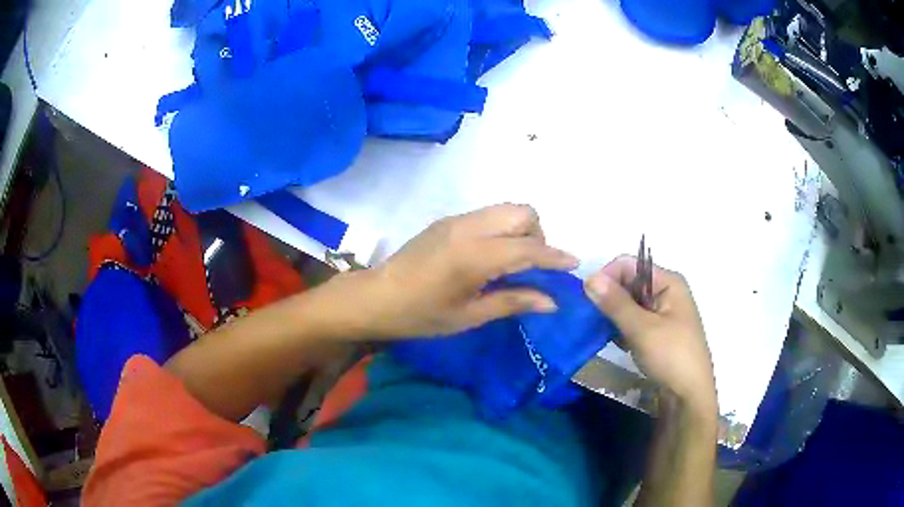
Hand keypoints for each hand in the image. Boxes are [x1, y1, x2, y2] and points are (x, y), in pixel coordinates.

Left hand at [344, 204, 577, 338]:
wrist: (376, 297)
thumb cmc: (420, 315)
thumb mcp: (469, 316)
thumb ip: (513, 302)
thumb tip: (552, 300)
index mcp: (474, 256)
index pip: (527, 248)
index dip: (554, 256)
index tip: (573, 264)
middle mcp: (468, 228)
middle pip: (522, 212)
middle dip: (538, 236)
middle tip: (532, 266)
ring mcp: (457, 220)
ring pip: (506, 209)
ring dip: (521, 230)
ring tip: (514, 262)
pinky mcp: (448, 220)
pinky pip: (489, 215)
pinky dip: (503, 229)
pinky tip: (492, 255)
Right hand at [584, 256, 715, 413]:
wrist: (688, 396)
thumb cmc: (671, 356)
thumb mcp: (642, 329)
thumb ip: (615, 303)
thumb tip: (589, 277)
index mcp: (668, 282)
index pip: (629, 265)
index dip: (607, 277)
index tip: (588, 299)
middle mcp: (665, 292)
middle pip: (628, 283)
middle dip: (608, 298)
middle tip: (590, 318)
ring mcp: (662, 314)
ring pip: (629, 304)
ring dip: (613, 316)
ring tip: (600, 331)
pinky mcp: (657, 333)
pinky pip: (633, 321)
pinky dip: (621, 329)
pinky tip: (614, 342)